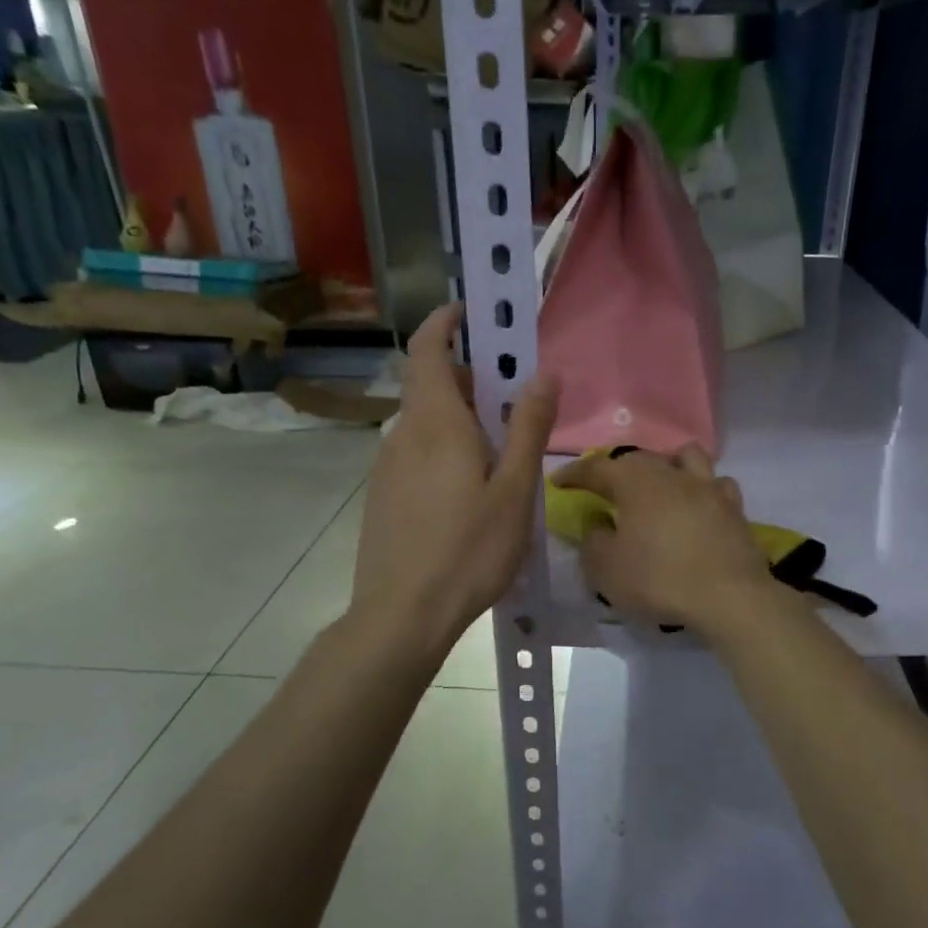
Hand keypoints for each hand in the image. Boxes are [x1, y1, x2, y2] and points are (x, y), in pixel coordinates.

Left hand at [351, 304, 557, 657]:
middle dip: (469, 380)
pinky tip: (468, 495)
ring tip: (499, 458)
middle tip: (513, 403)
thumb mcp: (514, 489)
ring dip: (459, 419)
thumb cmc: (468, 550)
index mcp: (436, 424)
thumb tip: (545, 373)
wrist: (402, 615)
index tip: (472, 313)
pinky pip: (416, 453)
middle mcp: (404, 434)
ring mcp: (387, 467)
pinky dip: (444, 449)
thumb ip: (529, 427)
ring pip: (425, 424)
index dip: (445, 322)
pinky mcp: (382, 496)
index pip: (428, 349)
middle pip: (431, 386)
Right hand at [551, 445, 774, 639]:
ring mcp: (709, 488)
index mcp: (637, 482)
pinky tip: (698, 506)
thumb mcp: (606, 569)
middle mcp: (673, 474)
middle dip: (619, 469)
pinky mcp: (734, 509)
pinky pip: (717, 486)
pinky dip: (703, 490)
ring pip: (686, 458)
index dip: (575, 474)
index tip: (559, 481)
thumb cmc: (659, 579)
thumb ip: (593, 542)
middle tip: (607, 488)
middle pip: (642, 459)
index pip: (598, 468)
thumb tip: (598, 526)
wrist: (729, 596)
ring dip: (668, 466)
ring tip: (660, 486)